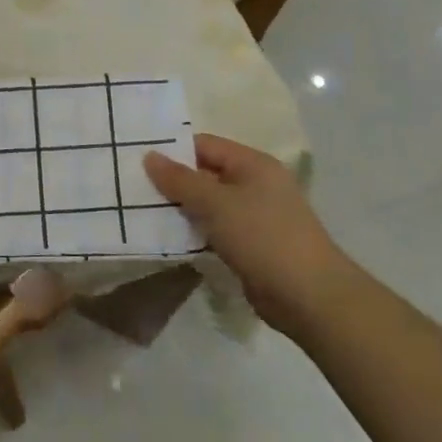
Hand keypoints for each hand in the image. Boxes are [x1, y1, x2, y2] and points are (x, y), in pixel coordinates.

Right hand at [144, 134, 347, 326]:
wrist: (308, 296)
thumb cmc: (262, 237)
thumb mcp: (216, 203)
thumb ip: (180, 180)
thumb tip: (149, 156)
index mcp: (253, 164)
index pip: (205, 145)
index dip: (173, 150)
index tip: (137, 160)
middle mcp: (256, 184)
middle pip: (206, 174)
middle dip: (173, 182)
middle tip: (132, 187)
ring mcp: (255, 216)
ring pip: (209, 204)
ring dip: (181, 209)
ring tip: (141, 212)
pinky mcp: (251, 245)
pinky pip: (215, 230)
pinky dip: (194, 232)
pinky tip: (168, 239)